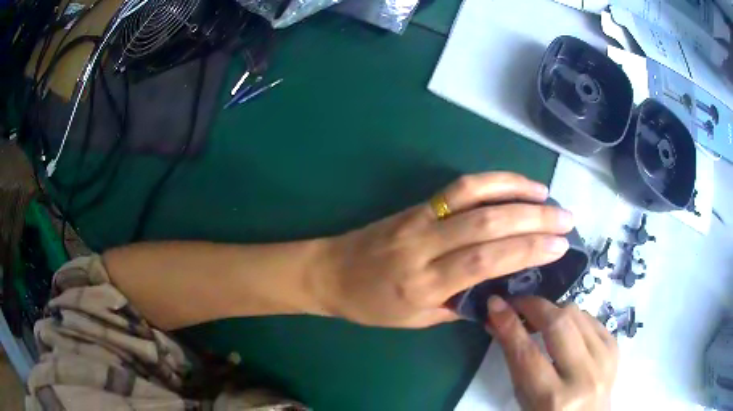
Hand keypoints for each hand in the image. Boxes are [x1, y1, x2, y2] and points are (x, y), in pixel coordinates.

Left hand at [315, 172, 574, 327]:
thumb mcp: (414, 320)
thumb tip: (499, 296)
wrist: (329, 272)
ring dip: (517, 192)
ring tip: (548, 197)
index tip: (558, 247)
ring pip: (475, 196)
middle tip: (566, 220)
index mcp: (423, 284)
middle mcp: (424, 246)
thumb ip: (458, 307)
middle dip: (534, 220)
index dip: (526, 250)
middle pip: (487, 225)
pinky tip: (515, 186)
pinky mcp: (417, 204)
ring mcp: (420, 218)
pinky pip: (459, 188)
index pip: (484, 261)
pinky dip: (492, 182)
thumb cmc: (371, 304)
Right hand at [487, 296, 617, 410]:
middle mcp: (583, 377)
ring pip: (576, 314)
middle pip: (558, 324)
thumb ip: (515, 359)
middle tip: (516, 303)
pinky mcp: (615, 347)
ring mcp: (604, 359)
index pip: (527, 354)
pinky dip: (572, 316)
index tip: (494, 304)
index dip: (509, 325)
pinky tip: (564, 326)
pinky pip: (590, 318)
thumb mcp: (525, 397)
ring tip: (538, 316)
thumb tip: (498, 320)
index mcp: (553, 399)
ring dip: (552, 309)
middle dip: (533, 306)